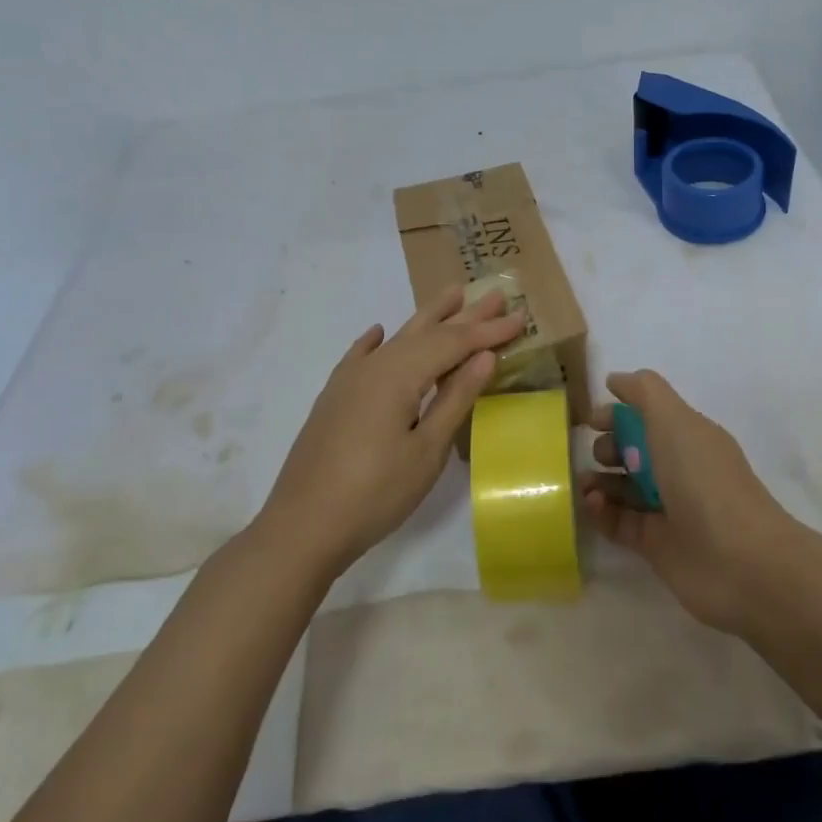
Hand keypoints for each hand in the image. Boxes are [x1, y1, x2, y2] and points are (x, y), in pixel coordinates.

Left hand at [257, 286, 524, 579]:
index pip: (453, 343)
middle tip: (495, 295)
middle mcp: (374, 366)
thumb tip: (484, 357)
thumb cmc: (375, 493)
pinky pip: (361, 356)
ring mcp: (349, 380)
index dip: (487, 331)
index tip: (519, 318)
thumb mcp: (426, 450)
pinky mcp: (334, 398)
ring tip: (451, 296)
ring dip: (428, 318)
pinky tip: (379, 332)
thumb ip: (455, 399)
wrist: (302, 526)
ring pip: (397, 339)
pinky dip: (377, 341)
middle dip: (463, 315)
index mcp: (399, 375)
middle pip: (426, 332)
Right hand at [580, 370, 802, 634]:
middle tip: (597, 455)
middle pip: (633, 452)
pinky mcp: (656, 545)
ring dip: (599, 481)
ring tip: (582, 483)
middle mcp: (679, 469)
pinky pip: (620, 522)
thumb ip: (644, 393)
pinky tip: (591, 505)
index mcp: (688, 436)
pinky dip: (602, 513)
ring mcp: (668, 509)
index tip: (589, 419)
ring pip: (624, 488)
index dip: (619, 413)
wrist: (739, 561)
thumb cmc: (703, 480)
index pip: (648, 416)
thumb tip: (615, 380)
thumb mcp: (674, 421)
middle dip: (607, 447)